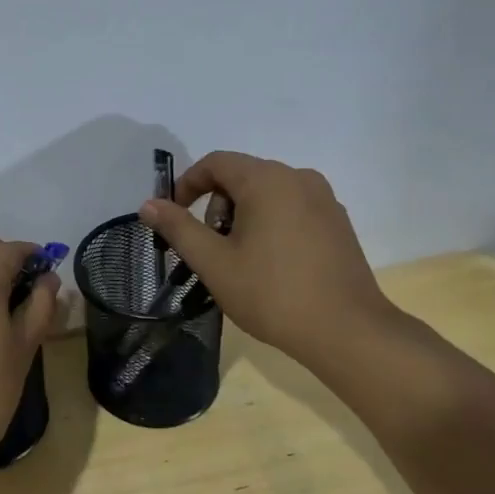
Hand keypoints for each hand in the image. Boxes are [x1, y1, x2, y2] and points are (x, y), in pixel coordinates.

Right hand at [139, 152, 401, 370]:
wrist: (346, 331)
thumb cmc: (272, 293)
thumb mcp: (214, 262)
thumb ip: (178, 228)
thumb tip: (148, 205)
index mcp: (267, 180)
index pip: (216, 162)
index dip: (187, 184)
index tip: (173, 217)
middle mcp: (299, 178)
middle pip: (242, 176)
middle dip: (216, 205)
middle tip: (210, 248)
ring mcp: (324, 199)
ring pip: (268, 193)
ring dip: (242, 216)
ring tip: (239, 260)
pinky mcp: (338, 222)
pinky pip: (292, 208)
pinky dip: (270, 224)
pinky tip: (271, 264)